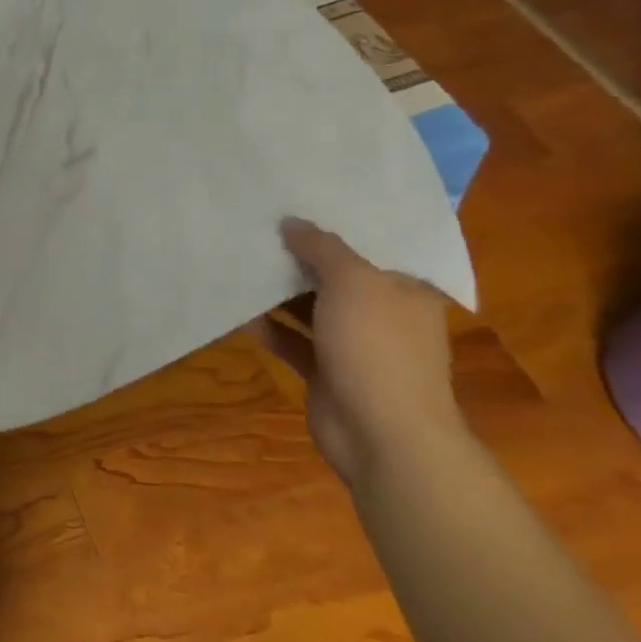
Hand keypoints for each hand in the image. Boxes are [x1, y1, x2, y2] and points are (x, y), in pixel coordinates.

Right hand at [256, 219, 464, 485]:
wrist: (384, 435)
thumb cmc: (377, 347)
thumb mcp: (353, 282)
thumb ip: (322, 248)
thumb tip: (292, 222)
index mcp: (404, 292)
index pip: (368, 250)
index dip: (332, 228)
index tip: (293, 206)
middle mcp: (383, 316)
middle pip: (334, 278)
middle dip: (297, 259)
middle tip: (255, 230)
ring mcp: (354, 347)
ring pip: (309, 309)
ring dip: (277, 293)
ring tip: (237, 263)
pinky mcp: (326, 373)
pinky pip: (291, 340)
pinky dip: (268, 327)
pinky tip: (236, 311)